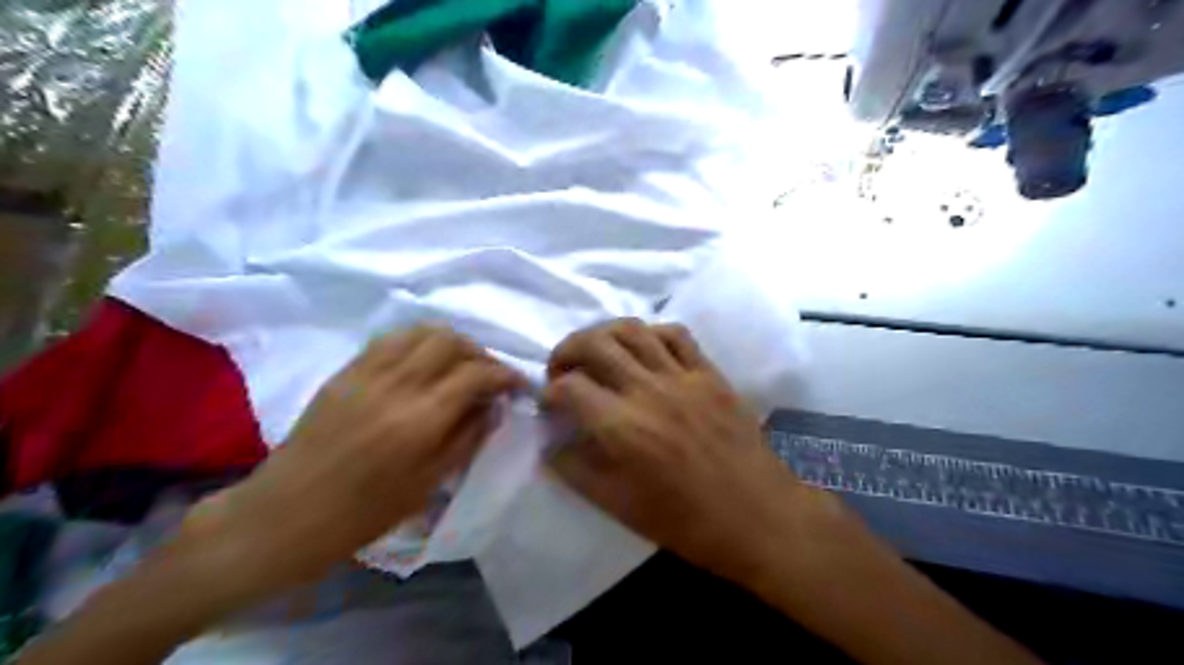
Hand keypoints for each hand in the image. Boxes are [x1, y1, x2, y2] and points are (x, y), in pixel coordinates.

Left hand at [179, 324, 520, 599]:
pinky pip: (391, 340)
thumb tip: (493, 407)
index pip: (476, 375)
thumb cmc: (363, 513)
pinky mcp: (346, 371)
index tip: (517, 384)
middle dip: (480, 353)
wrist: (285, 515)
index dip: (504, 374)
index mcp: (420, 420)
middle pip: (451, 341)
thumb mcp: (428, 483)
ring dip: (450, 342)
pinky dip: (418, 343)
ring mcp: (367, 373)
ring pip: (421, 331)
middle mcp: (397, 385)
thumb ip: (467, 437)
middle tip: (488, 375)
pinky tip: (423, 363)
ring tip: (459, 364)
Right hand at [543, 319, 803, 582]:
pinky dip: (650, 332)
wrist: (759, 517)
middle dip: (566, 350)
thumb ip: (576, 471)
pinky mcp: (710, 373)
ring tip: (596, 352)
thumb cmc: (687, 522)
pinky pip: (676, 334)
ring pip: (633, 329)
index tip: (550, 405)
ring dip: (603, 334)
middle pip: (595, 344)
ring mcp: (683, 377)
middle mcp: (649, 391)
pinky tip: (643, 349)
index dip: (549, 393)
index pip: (570, 387)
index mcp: (623, 429)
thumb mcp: (619, 507)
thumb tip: (550, 443)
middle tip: (562, 369)